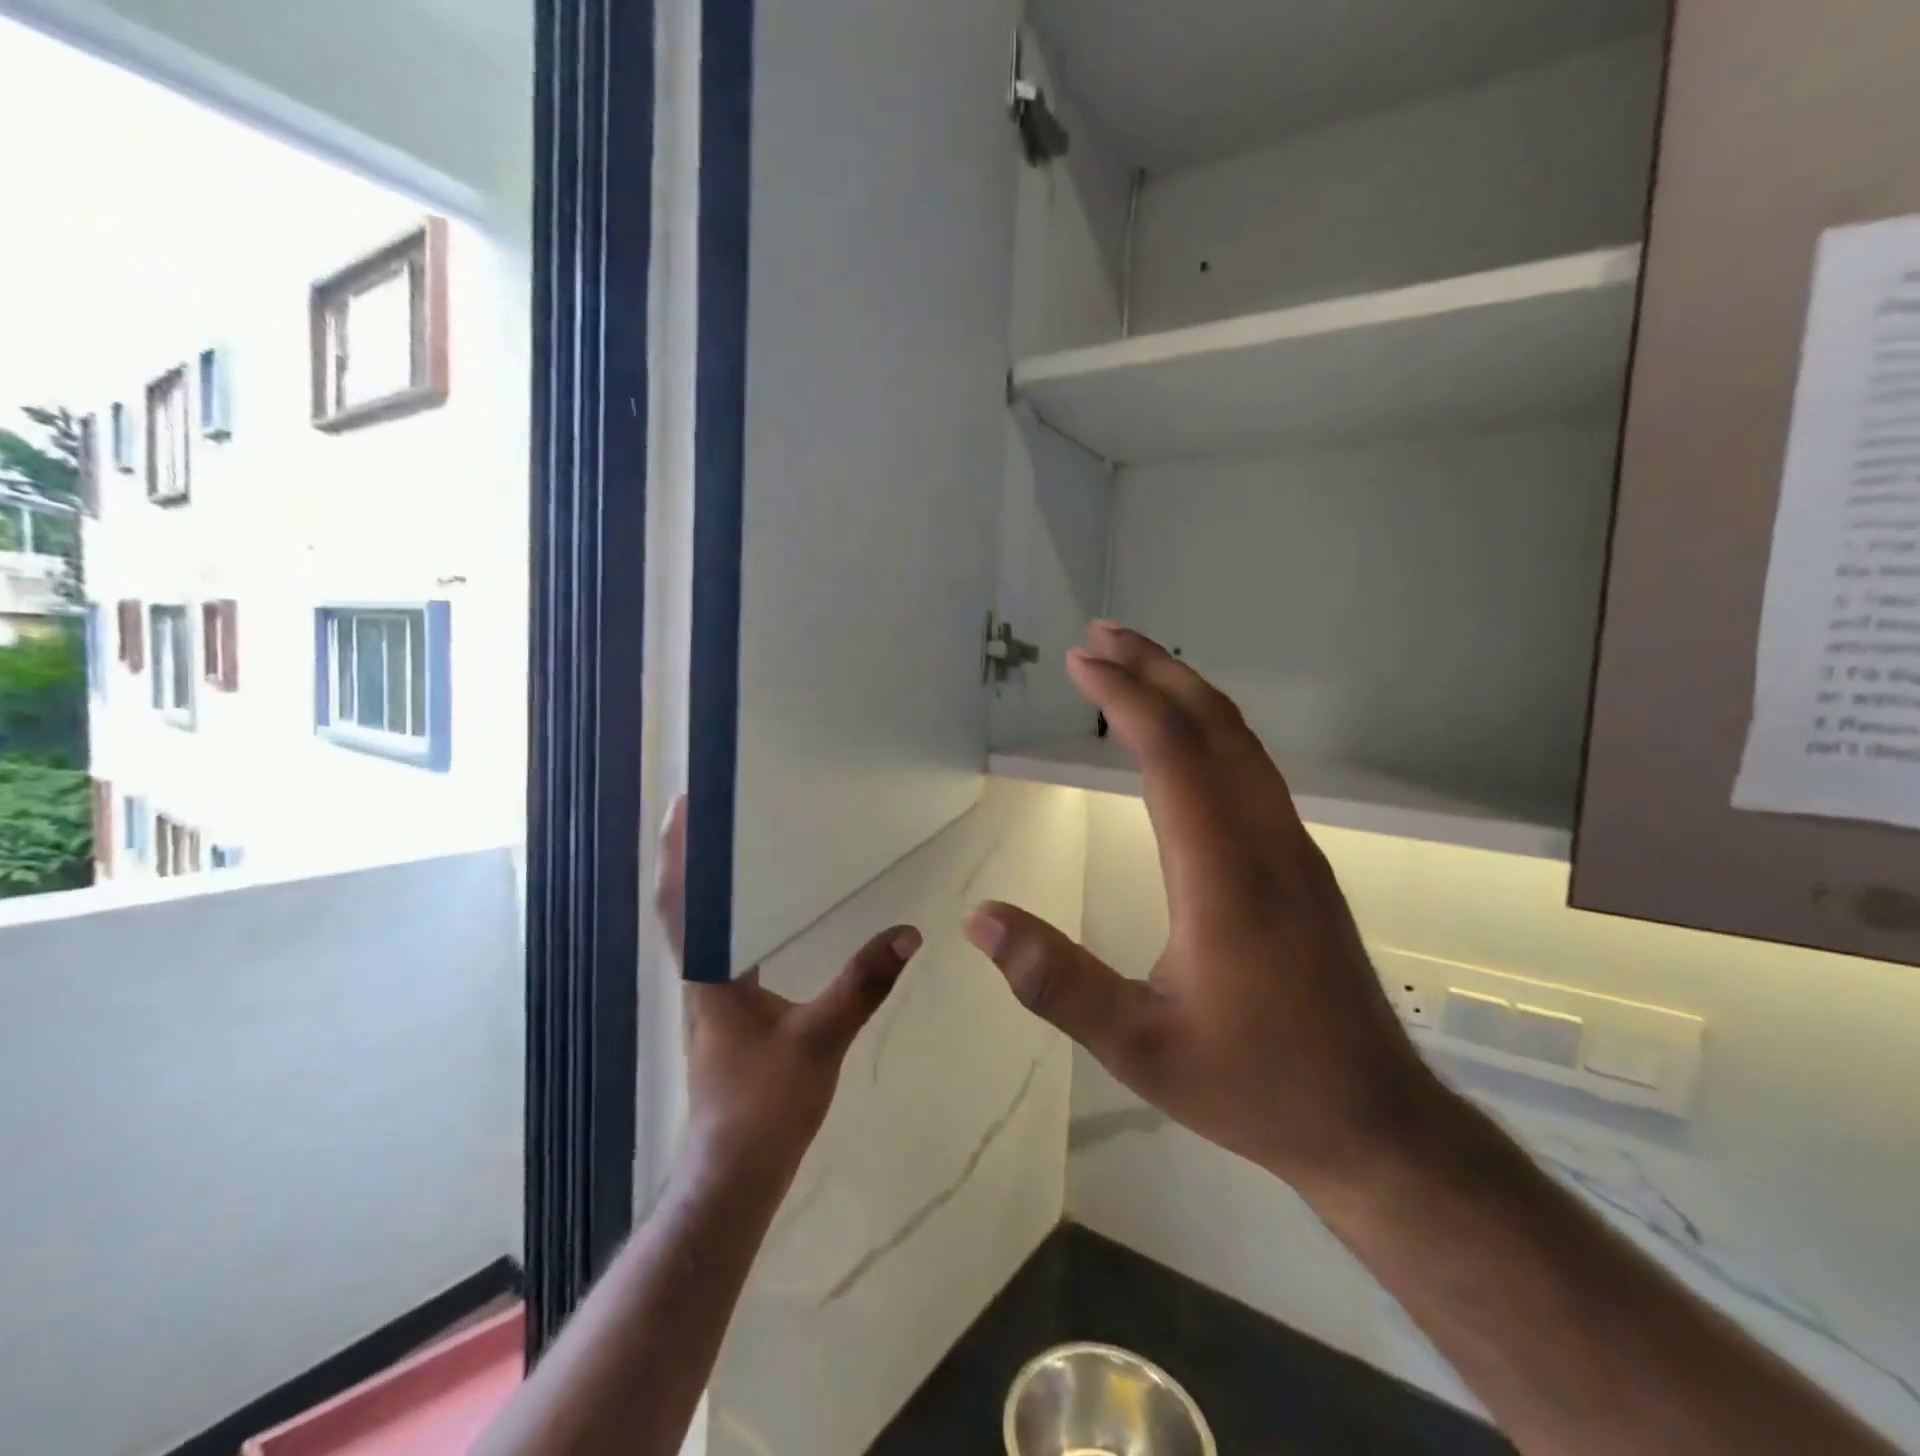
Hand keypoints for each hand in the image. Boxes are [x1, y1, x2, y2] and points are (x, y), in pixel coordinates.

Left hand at [655, 798, 922, 1184]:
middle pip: (688, 905)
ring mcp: (713, 996)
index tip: (686, 805)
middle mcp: (703, 977)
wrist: (738, 1173)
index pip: (683, 902)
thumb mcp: (820, 1039)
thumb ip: (863, 984)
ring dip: (711, 884)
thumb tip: (908, 933)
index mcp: (711, 974)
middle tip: (717, 810)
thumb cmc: (766, 1105)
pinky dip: (734, 915)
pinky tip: (764, 910)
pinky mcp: (729, 1012)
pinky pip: (726, 946)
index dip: (678, 853)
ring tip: (738, 844)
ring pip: (705, 926)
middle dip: (694, 856)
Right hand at [964, 623, 1449, 1201]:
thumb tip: (980, 920)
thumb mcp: (1140, 1050)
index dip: (1125, 697)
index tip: (1079, 660)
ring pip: (1242, 742)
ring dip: (1187, 691)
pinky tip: (1187, 736)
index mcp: (1224, 876)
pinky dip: (1212, 727)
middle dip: (1156, 668)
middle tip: (1101, 633)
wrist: (1376, 1123)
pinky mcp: (1303, 865)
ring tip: (1136, 663)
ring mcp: (1294, 849)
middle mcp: (1266, 842)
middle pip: (1215, 726)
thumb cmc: (1255, 1086)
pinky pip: (1254, 769)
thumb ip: (1059, 984)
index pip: (1173, 754)